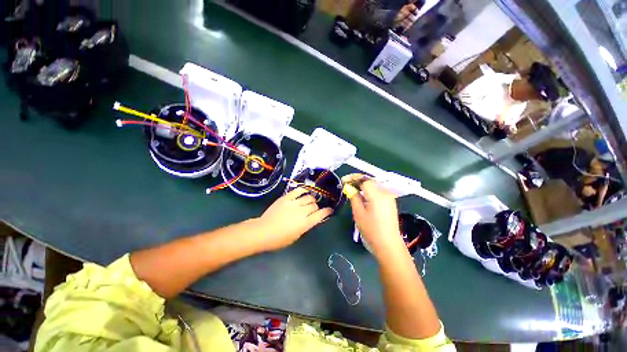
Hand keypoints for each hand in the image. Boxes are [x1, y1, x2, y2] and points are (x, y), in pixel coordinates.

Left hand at [256, 188, 332, 251]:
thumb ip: (305, 227)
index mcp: (305, 224)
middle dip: (317, 207)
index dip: (327, 212)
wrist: (263, 231)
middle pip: (314, 205)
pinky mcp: (286, 198)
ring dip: (311, 199)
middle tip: (314, 209)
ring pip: (308, 197)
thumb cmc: (279, 239)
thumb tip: (310, 220)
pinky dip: (303, 190)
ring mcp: (294, 203)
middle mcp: (302, 212)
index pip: (321, 215)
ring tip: (309, 201)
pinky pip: (298, 191)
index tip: (330, 210)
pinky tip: (305, 191)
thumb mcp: (296, 237)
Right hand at [349, 179, 404, 259]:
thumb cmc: (371, 230)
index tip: (343, 181)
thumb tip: (350, 187)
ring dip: (363, 185)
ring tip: (352, 189)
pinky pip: (378, 191)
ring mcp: (389, 197)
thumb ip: (354, 197)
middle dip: (357, 180)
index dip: (353, 178)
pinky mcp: (390, 202)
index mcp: (377, 194)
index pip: (364, 179)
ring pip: (374, 185)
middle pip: (370, 181)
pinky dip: (369, 190)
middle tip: (346, 184)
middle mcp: (385, 193)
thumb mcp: (358, 213)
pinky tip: (362, 195)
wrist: (388, 244)